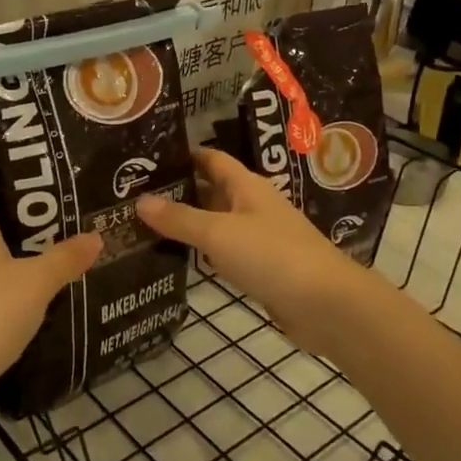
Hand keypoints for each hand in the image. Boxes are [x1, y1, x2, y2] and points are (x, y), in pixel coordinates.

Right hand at [136, 148, 368, 357]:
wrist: (326, 305)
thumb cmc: (272, 256)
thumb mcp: (219, 234)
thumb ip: (180, 218)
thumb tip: (139, 201)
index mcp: (247, 186)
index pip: (211, 159)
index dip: (183, 155)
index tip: (147, 157)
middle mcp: (253, 206)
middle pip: (211, 191)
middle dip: (178, 191)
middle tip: (133, 195)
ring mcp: (259, 238)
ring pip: (216, 223)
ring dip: (188, 223)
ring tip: (144, 224)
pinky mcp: (261, 269)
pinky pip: (225, 252)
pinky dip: (203, 252)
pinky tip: (177, 257)